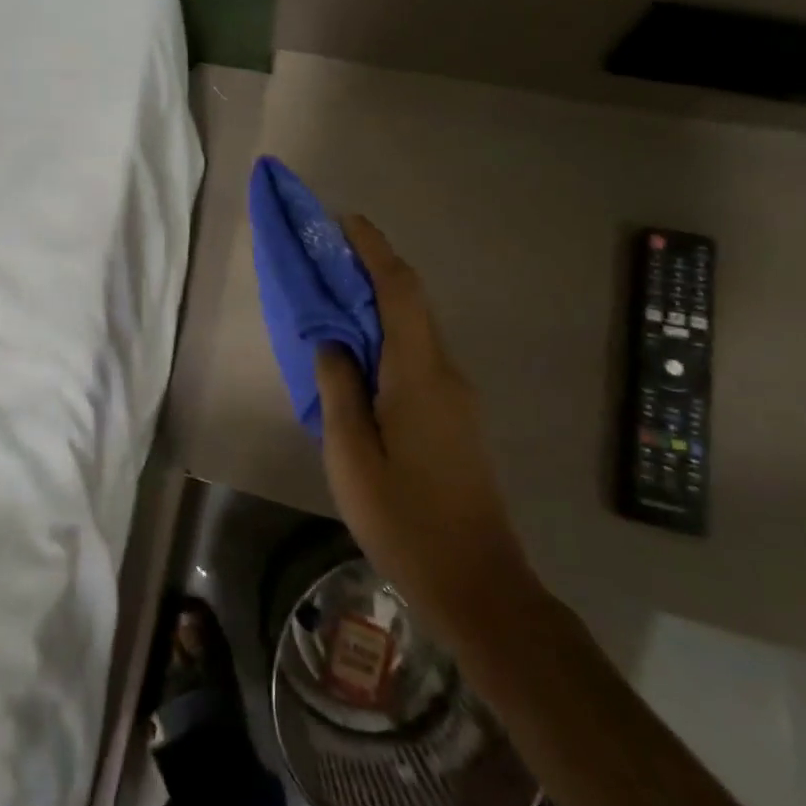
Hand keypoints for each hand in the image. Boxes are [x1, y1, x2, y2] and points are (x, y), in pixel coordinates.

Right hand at [316, 215, 535, 642]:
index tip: (346, 221)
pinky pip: (417, 356)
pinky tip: (358, 354)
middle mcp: (445, 373)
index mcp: (419, 375)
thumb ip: (339, 388)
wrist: (478, 584)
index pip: (399, 291)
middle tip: (327, 254)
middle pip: (410, 302)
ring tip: (333, 297)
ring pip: (414, 329)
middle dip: (371, 268)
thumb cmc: (405, 520)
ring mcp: (455, 395)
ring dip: (378, 302)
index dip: (374, 249)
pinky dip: (387, 336)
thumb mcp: (351, 455)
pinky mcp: (455, 416)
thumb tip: (331, 338)